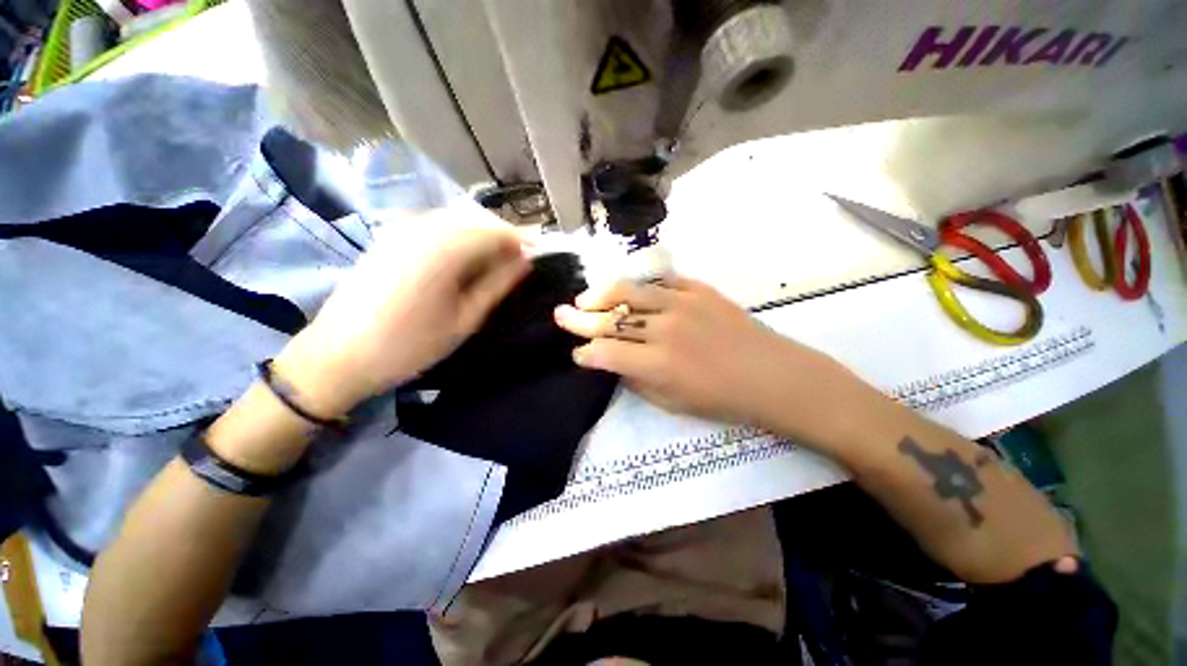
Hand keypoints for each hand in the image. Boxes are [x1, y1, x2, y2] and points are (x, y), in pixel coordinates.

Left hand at [275, 205, 529, 416]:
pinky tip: (466, 259)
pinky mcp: (391, 237)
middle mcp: (423, 226)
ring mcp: (403, 228)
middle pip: (477, 219)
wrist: (337, 356)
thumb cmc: (410, 345)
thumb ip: (498, 284)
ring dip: (484, 235)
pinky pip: (437, 226)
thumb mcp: (465, 319)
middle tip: (522, 261)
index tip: (542, 254)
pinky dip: (460, 237)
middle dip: (505, 235)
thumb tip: (527, 262)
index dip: (524, 240)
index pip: (497, 230)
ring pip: (457, 219)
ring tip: (499, 262)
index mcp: (444, 248)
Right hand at [554, 276, 853, 437]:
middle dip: (578, 319)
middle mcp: (664, 329)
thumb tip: (613, 362)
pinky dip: (639, 287)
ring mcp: (683, 304)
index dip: (585, 353)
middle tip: (560, 315)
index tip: (576, 353)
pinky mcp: (700, 290)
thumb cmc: (724, 400)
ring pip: (629, 291)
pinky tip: (629, 292)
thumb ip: (637, 380)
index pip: (605, 352)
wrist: (774, 376)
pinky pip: (661, 282)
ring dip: (601, 296)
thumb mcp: (673, 403)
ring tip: (586, 299)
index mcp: (658, 364)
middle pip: (610, 319)